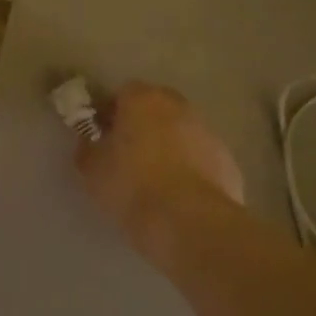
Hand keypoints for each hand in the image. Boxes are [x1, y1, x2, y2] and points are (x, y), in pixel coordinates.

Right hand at [75, 83, 243, 250]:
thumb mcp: (93, 170)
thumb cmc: (132, 187)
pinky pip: (200, 157)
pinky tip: (179, 195)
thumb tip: (89, 142)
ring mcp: (208, 132)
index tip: (101, 136)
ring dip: (168, 145)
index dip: (110, 113)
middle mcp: (178, 106)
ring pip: (181, 131)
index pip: (121, 93)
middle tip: (127, 155)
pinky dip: (190, 168)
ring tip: (154, 179)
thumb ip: (88, 149)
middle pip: (155, 108)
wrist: (190, 222)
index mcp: (143, 99)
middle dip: (142, 125)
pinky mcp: (227, 160)